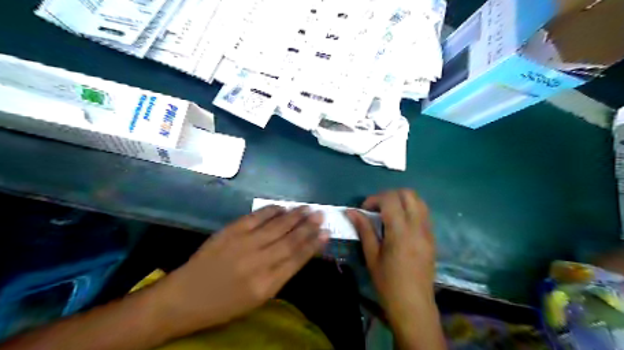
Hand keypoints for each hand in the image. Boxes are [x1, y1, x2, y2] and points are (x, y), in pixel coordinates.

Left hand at [153, 207, 327, 334]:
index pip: (297, 259)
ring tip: (307, 208)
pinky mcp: (230, 231)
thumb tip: (299, 253)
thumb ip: (280, 275)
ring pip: (277, 226)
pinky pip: (256, 217)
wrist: (186, 297)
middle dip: (308, 226)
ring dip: (294, 215)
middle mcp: (258, 262)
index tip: (326, 233)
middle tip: (321, 215)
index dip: (314, 244)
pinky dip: (271, 210)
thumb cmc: (225, 304)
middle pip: (290, 240)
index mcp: (267, 284)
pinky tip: (282, 207)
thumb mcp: (258, 299)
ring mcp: (244, 244)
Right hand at [347, 190, 443, 348]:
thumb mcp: (371, 256)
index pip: (390, 199)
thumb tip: (351, 211)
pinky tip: (400, 223)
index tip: (365, 209)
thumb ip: (364, 229)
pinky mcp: (432, 237)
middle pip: (408, 194)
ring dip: (402, 200)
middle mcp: (418, 226)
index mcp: (400, 232)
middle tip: (377, 207)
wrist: (413, 305)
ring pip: (419, 201)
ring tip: (388, 212)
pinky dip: (411, 209)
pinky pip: (424, 213)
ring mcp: (428, 231)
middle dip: (390, 195)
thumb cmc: (388, 283)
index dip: (375, 198)